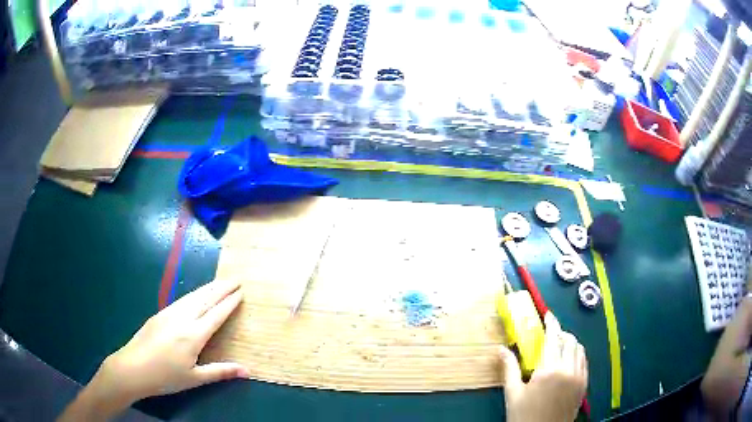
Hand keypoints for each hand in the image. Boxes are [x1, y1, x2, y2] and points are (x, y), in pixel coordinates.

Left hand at [58, 279, 248, 421]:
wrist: (132, 367)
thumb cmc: (165, 377)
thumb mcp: (195, 379)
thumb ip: (220, 371)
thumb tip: (247, 371)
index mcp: (193, 335)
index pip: (216, 315)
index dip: (229, 303)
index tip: (241, 292)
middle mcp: (182, 319)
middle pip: (205, 299)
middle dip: (222, 288)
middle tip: (236, 279)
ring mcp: (169, 314)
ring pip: (192, 296)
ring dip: (208, 288)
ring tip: (220, 282)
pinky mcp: (159, 314)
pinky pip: (182, 300)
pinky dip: (194, 294)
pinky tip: (196, 295)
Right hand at [499, 312, 587, 421]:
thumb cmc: (524, 415)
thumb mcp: (513, 393)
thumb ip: (509, 368)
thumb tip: (500, 349)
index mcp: (548, 370)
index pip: (554, 338)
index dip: (552, 323)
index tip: (548, 315)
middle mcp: (568, 369)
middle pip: (569, 340)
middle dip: (561, 332)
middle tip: (551, 334)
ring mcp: (579, 377)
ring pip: (579, 349)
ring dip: (571, 342)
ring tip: (560, 345)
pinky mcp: (584, 385)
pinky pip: (584, 361)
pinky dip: (578, 354)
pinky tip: (569, 360)